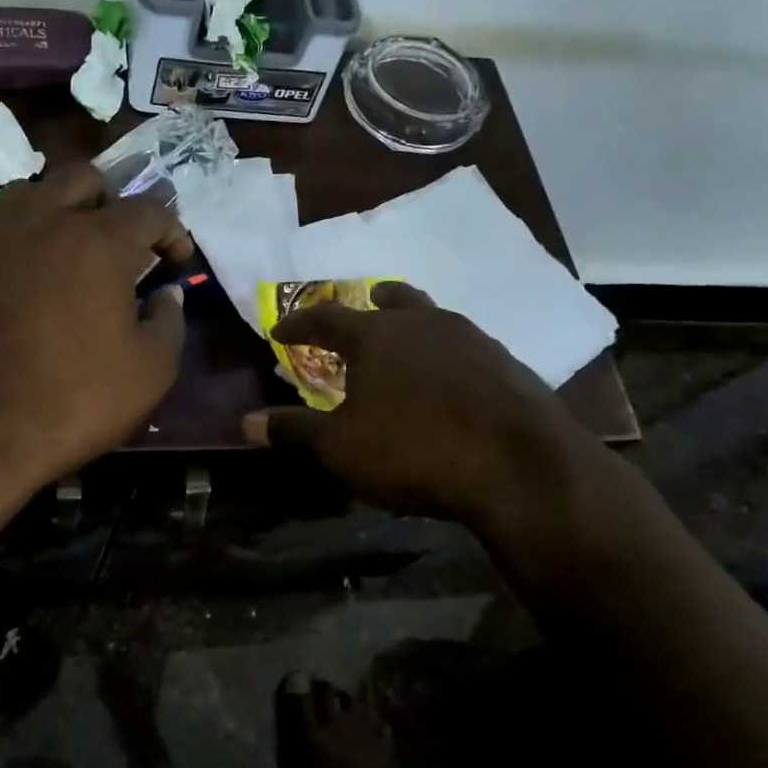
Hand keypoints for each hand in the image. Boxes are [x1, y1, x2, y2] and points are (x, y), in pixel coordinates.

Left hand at [0, 163, 192, 487]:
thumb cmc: (74, 401)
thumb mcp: (150, 372)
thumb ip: (169, 321)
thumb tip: (165, 295)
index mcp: (98, 241)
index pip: (148, 209)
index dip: (171, 231)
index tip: (176, 261)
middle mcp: (44, 220)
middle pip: (85, 178)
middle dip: (114, 204)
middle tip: (123, 246)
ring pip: (34, 191)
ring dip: (62, 209)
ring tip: (71, 250)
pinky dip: (24, 236)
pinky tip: (29, 276)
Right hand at [243, 282, 601, 540]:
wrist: (521, 468)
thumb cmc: (415, 450)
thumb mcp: (341, 448)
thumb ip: (293, 430)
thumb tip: (245, 422)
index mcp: (377, 336)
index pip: (326, 318)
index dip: (299, 323)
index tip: (280, 330)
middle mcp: (424, 325)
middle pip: (394, 300)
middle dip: (372, 302)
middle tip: (365, 302)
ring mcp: (473, 341)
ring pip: (436, 317)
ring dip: (415, 323)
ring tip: (408, 338)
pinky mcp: (509, 366)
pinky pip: (468, 347)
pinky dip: (449, 354)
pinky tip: (453, 378)